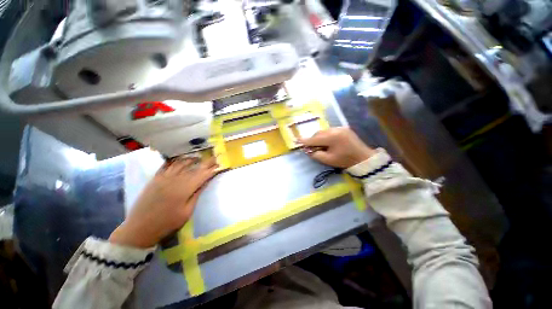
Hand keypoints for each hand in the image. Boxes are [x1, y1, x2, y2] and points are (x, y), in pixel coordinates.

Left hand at [109, 157, 218, 247]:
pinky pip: (166, 165)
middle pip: (194, 168)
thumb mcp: (186, 212)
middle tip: (214, 158)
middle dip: (206, 163)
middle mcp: (175, 180)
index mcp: (184, 189)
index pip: (202, 175)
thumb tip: (206, 181)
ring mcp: (163, 178)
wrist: (139, 229)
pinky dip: (175, 161)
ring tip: (199, 157)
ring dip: (191, 159)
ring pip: (180, 164)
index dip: (212, 170)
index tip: (220, 166)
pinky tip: (180, 159)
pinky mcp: (155, 179)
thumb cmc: (167, 223)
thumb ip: (196, 194)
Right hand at [298, 127, 375, 168]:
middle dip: (313, 140)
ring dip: (319, 138)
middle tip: (311, 148)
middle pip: (318, 134)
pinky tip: (328, 142)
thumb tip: (308, 150)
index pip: (314, 139)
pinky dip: (326, 136)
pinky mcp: (344, 129)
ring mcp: (340, 128)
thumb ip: (316, 154)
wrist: (364, 158)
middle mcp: (335, 129)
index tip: (296, 140)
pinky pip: (330, 131)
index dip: (305, 141)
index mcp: (332, 137)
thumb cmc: (345, 160)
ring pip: (324, 132)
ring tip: (320, 146)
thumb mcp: (328, 160)